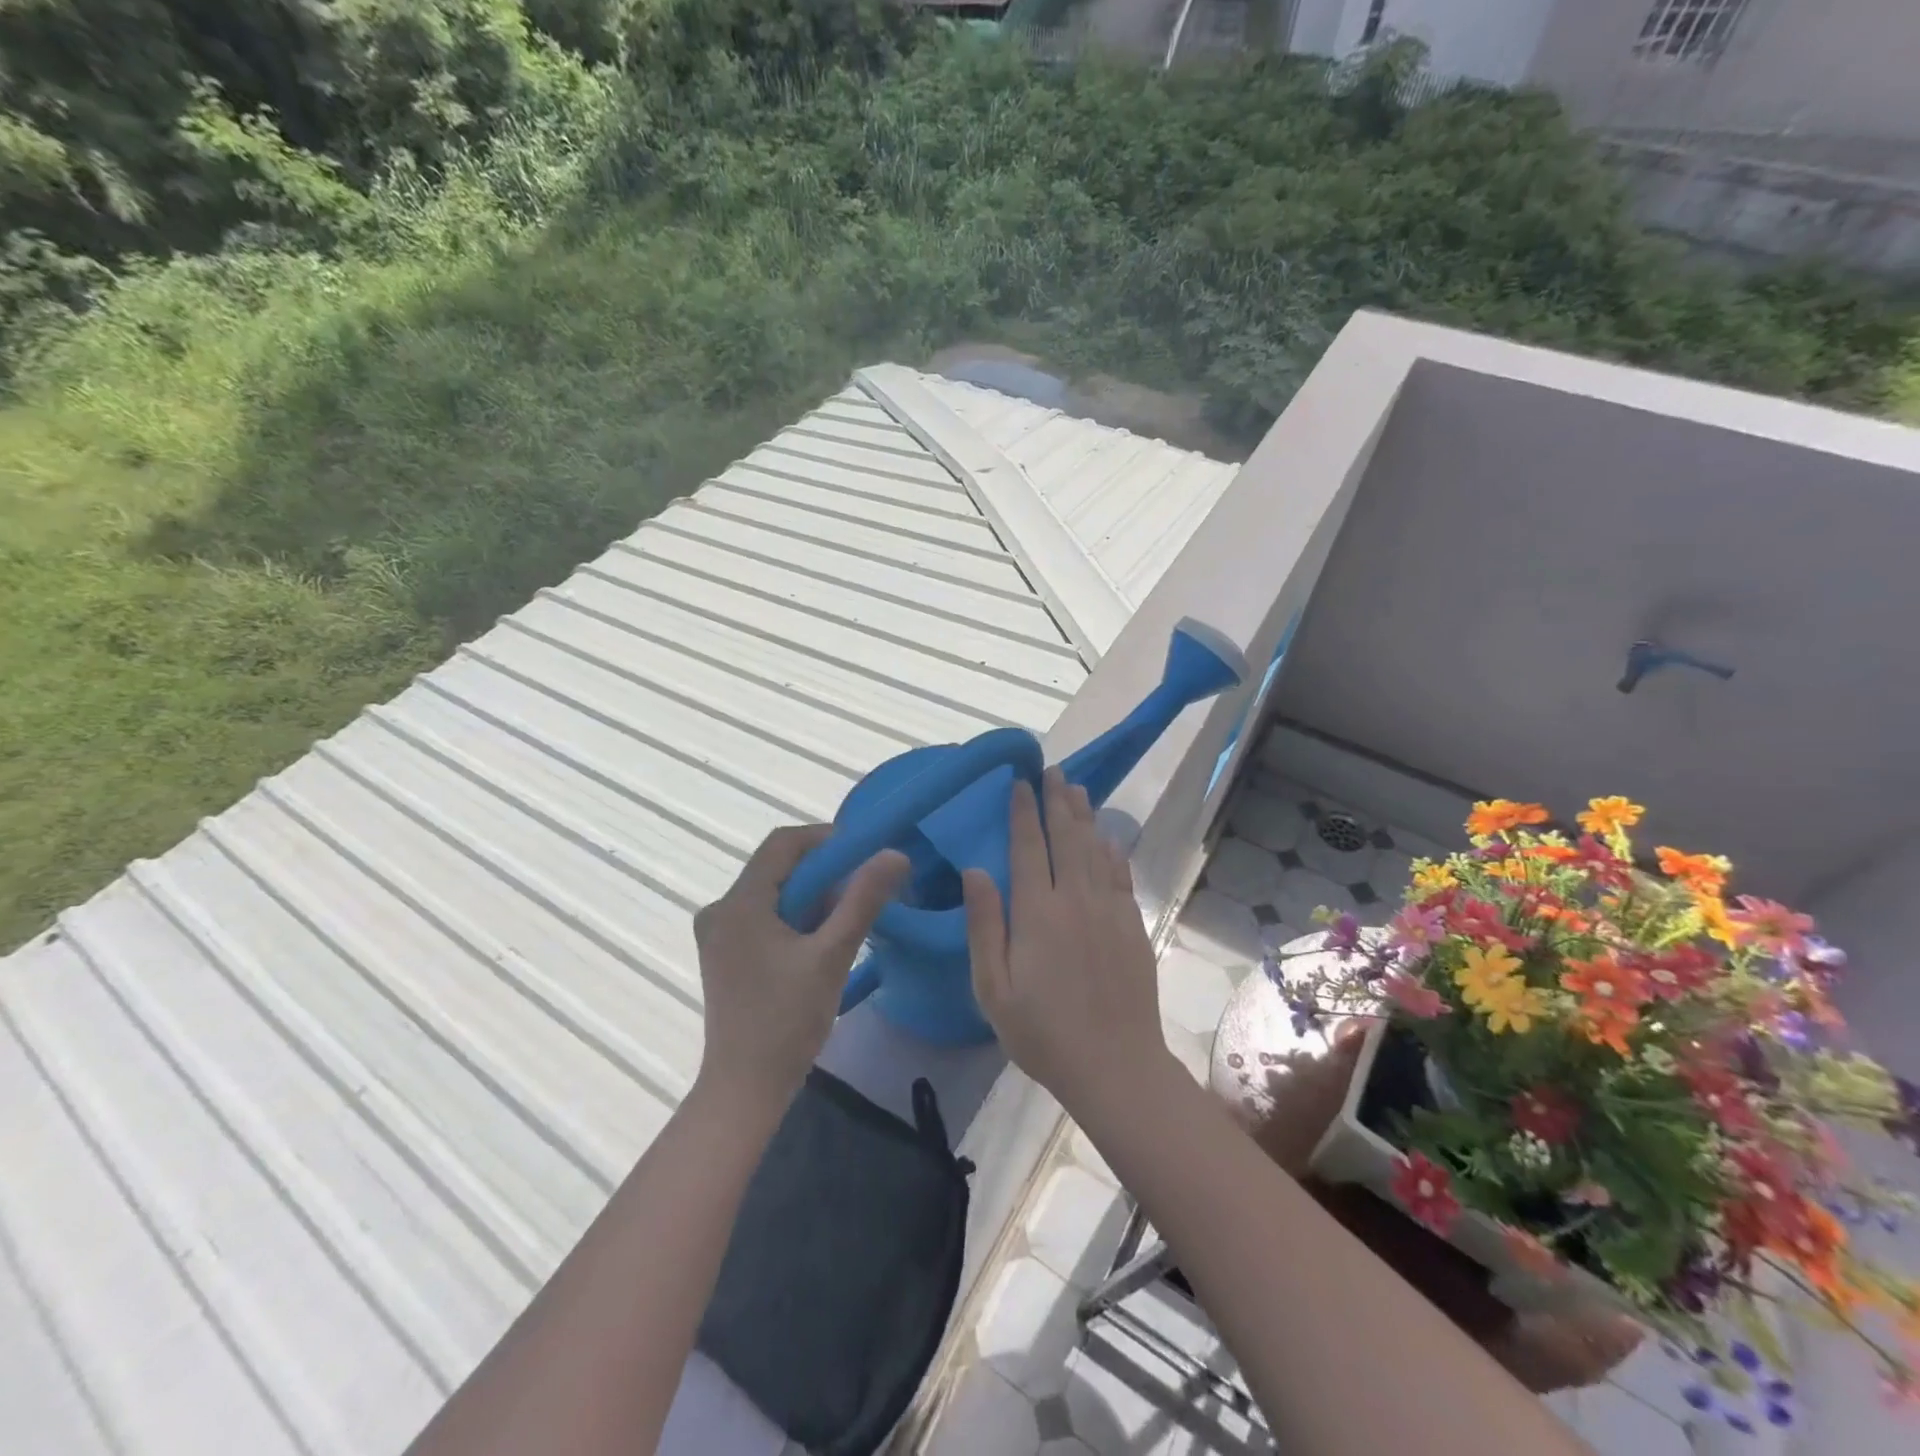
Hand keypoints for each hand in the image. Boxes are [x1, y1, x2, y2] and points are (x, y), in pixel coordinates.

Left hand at [692, 825, 907, 1114]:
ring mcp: (719, 934)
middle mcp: (721, 910)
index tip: (865, 852)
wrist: (745, 1089)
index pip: (783, 843)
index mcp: (739, 903)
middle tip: (864, 890)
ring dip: (813, 897)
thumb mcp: (832, 956)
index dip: (826, 838)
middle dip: (824, 872)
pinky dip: (796, 918)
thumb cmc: (787, 1021)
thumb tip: (894, 854)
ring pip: (774, 893)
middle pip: (778, 867)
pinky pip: (765, 916)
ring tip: (848, 920)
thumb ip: (863, 900)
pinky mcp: (725, 955)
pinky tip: (821, 942)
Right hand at [962, 767, 1171, 1113]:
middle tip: (1053, 770)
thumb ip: (984, 925)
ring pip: (1095, 849)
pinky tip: (1108, 838)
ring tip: (1077, 788)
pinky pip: (1121, 875)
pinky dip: (1113, 851)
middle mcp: (1075, 899)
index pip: (1028, 847)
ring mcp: (1109, 910)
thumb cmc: (1043, 1033)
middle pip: (1066, 837)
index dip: (1022, 812)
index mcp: (1037, 912)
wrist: (1115, 1066)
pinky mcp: (1132, 926)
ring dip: (1084, 816)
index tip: (1019, 783)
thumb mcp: (993, 988)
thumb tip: (975, 870)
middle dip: (1057, 800)